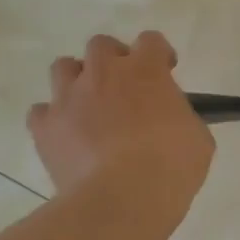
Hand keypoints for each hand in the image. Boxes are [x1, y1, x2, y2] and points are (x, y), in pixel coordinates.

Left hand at [27, 32, 214, 206]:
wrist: (122, 199)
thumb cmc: (172, 167)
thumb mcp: (198, 139)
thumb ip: (183, 118)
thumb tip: (173, 122)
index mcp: (146, 71)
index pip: (151, 40)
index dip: (159, 55)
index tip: (166, 72)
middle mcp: (103, 74)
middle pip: (101, 45)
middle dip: (113, 61)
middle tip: (125, 88)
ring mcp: (68, 98)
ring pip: (63, 67)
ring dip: (77, 81)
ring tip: (89, 107)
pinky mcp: (45, 127)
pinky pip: (41, 112)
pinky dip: (53, 119)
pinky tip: (66, 136)